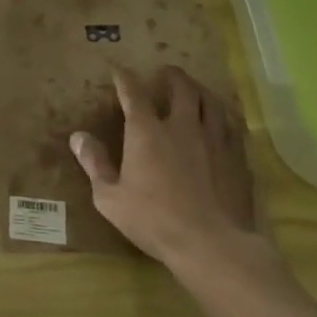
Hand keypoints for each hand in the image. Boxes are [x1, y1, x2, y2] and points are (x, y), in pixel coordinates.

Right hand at [69, 65, 264, 269]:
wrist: (211, 245)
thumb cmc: (153, 220)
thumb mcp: (110, 197)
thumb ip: (94, 163)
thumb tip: (78, 137)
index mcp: (147, 132)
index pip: (134, 94)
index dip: (125, 79)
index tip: (119, 71)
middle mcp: (182, 127)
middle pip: (182, 89)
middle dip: (173, 76)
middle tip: (167, 72)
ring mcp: (214, 141)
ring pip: (212, 103)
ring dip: (201, 90)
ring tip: (196, 89)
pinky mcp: (237, 159)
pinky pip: (232, 127)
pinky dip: (223, 117)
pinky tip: (223, 123)